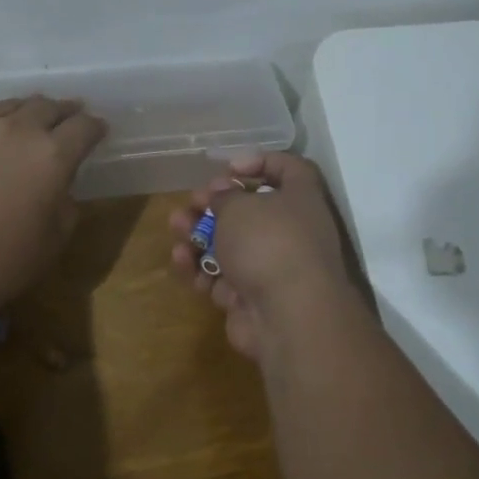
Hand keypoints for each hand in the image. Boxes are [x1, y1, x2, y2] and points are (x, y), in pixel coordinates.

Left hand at [0, 95, 107, 308]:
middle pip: (49, 107)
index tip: (99, 131)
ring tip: (34, 118)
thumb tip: (60, 186)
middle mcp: (18, 130)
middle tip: (72, 117)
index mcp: (53, 156)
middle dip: (66, 111)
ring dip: (30, 110)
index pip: (84, 127)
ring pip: (12, 105)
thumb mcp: (54, 240)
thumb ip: (66, 203)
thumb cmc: (1, 261)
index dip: (96, 127)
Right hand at [169, 152, 356, 359]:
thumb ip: (225, 195)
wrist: (288, 316)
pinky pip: (222, 278)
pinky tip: (182, 262)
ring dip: (200, 235)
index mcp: (301, 199)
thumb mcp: (239, 206)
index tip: (229, 168)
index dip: (260, 162)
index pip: (289, 169)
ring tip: (177, 229)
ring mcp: (272, 268)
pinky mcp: (252, 298)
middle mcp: (292, 232)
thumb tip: (222, 192)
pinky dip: (201, 270)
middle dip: (215, 206)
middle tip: (191, 203)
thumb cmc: (269, 243)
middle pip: (250, 211)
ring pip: (231, 246)